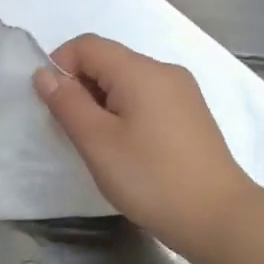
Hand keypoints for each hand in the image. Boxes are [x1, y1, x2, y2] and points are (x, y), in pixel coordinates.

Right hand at [34, 34, 261, 257]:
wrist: (218, 218)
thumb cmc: (151, 178)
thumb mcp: (97, 142)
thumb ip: (67, 103)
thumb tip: (45, 74)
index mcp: (141, 71)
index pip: (88, 45)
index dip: (61, 66)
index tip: (53, 105)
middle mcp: (164, 71)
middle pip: (109, 60)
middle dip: (81, 86)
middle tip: (75, 130)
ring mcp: (183, 92)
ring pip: (127, 80)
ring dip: (102, 101)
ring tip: (101, 144)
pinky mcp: (191, 114)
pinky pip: (147, 97)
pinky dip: (126, 111)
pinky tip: (128, 148)